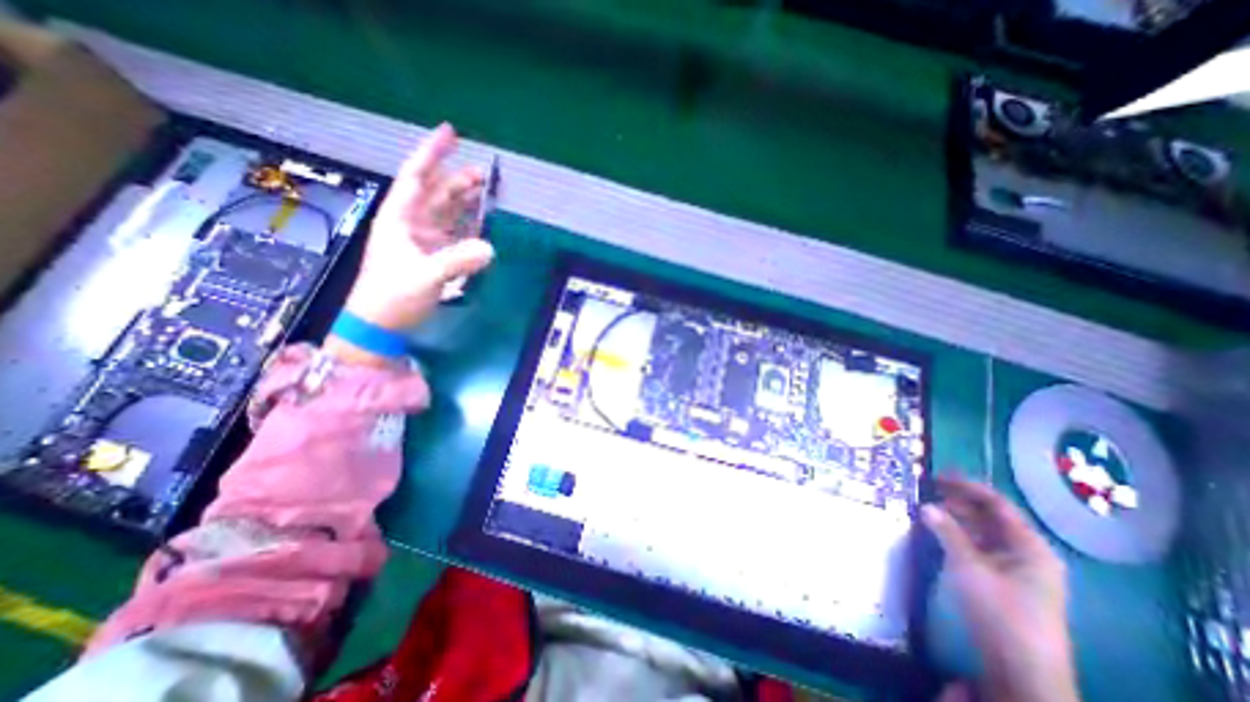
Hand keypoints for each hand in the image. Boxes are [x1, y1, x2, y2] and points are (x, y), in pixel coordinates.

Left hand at [322, 124, 494, 367]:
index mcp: (400, 218)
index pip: (417, 177)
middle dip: (459, 181)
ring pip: (447, 213)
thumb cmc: (392, 296)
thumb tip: (491, 249)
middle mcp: (411, 224)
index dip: (433, 153)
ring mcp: (422, 241)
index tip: (451, 132)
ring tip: (487, 195)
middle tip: (485, 174)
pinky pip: (454, 235)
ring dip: (466, 203)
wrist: (380, 326)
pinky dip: (469, 229)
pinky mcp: (432, 257)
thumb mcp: (425, 277)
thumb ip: (458, 261)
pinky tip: (482, 227)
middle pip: (437, 193)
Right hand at [920, 474, 1080, 700]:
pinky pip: (978, 547)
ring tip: (925, 506)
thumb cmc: (1000, 611)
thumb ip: (947, 532)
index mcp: (1030, 547)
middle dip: (958, 501)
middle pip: (990, 516)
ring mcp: (1015, 568)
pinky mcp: (1002, 580)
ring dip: (955, 517)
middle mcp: (1026, 553)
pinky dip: (957, 535)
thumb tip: (925, 505)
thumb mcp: (969, 567)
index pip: (997, 504)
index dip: (967, 486)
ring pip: (981, 531)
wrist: (1021, 669)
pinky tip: (936, 530)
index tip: (936, 475)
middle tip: (925, 489)